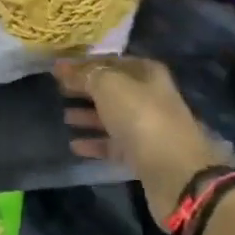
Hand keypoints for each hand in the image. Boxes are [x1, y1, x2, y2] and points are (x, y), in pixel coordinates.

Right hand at [56, 56, 228, 226]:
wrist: (176, 173)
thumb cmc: (141, 117)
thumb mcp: (109, 86)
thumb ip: (85, 75)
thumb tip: (63, 67)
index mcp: (146, 73)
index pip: (110, 61)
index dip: (84, 63)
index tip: (58, 68)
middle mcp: (149, 96)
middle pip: (111, 88)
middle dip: (86, 88)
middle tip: (57, 89)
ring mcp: (147, 127)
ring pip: (112, 116)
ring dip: (88, 116)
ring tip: (63, 116)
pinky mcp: (143, 156)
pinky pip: (114, 144)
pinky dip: (95, 143)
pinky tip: (74, 145)